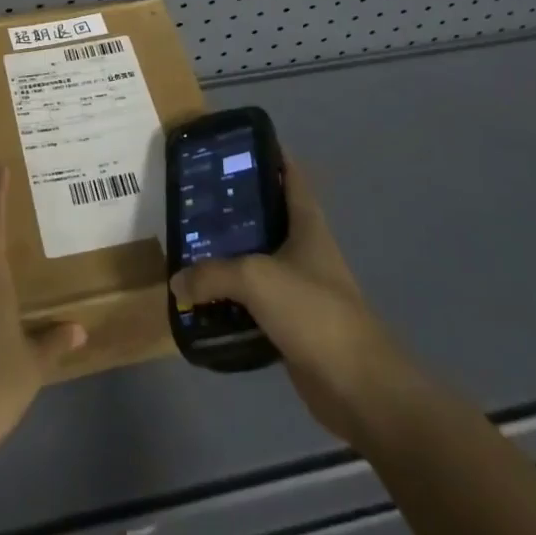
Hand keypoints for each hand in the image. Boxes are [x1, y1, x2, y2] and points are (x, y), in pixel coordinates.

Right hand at [170, 159, 420, 448]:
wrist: (358, 387)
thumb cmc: (313, 311)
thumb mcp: (255, 278)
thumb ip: (212, 275)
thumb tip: (177, 282)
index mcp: (306, 223)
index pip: (290, 174)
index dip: (267, 154)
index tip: (232, 146)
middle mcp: (304, 248)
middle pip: (267, 215)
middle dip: (234, 207)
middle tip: (195, 198)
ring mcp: (300, 287)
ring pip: (259, 260)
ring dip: (229, 255)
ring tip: (190, 245)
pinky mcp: (293, 324)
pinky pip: (256, 302)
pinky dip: (233, 299)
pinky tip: (205, 298)